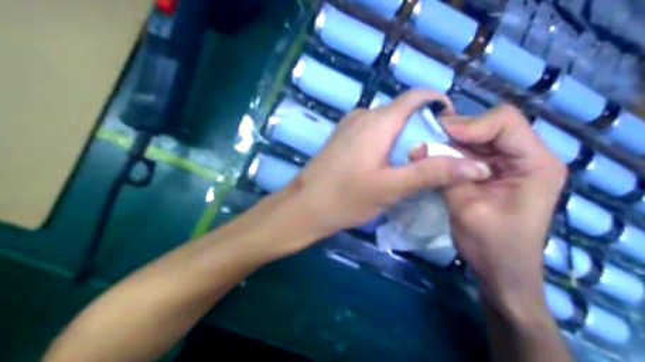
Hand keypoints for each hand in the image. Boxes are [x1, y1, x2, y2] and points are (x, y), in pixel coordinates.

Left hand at [284, 90, 491, 237]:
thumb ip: (432, 173)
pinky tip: (391, 165)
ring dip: (407, 137)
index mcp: (378, 120)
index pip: (417, 96)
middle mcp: (364, 114)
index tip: (454, 127)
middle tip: (439, 155)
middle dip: (426, 128)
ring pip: (389, 123)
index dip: (440, 104)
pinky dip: (389, 142)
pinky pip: (374, 132)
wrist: (303, 207)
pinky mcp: (343, 137)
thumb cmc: (346, 197)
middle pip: (404, 111)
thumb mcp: (392, 187)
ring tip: (418, 163)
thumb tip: (477, 167)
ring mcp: (350, 125)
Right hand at [439, 105, 565, 319]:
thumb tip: (417, 146)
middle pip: (493, 124)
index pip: (506, 121)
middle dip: (458, 131)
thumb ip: (446, 174)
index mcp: (536, 163)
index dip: (471, 124)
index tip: (439, 135)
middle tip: (428, 140)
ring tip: (428, 149)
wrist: (503, 273)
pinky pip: (476, 151)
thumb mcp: (467, 209)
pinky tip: (438, 159)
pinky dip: (456, 152)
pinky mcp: (501, 171)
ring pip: (481, 136)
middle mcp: (531, 156)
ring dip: (454, 142)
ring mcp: (515, 163)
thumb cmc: (493, 246)